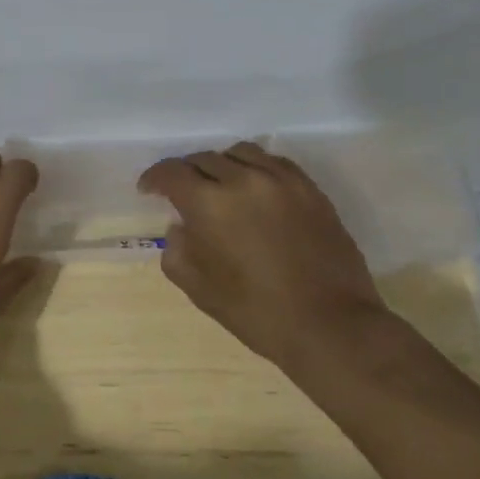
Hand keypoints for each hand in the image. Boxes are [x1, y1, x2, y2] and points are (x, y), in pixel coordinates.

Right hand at [138, 141, 384, 375]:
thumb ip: (177, 249)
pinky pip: (273, 162)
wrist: (331, 326)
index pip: (171, 172)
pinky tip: (255, 190)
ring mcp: (281, 180)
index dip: (154, 179)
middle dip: (186, 173)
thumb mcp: (198, 288)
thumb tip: (181, 226)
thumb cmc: (256, 312)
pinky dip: (255, 169)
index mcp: (209, 203)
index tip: (148, 190)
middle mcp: (243, 179)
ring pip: (239, 153)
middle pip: (204, 158)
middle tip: (182, 193)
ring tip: (220, 185)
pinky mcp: (309, 188)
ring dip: (221, 165)